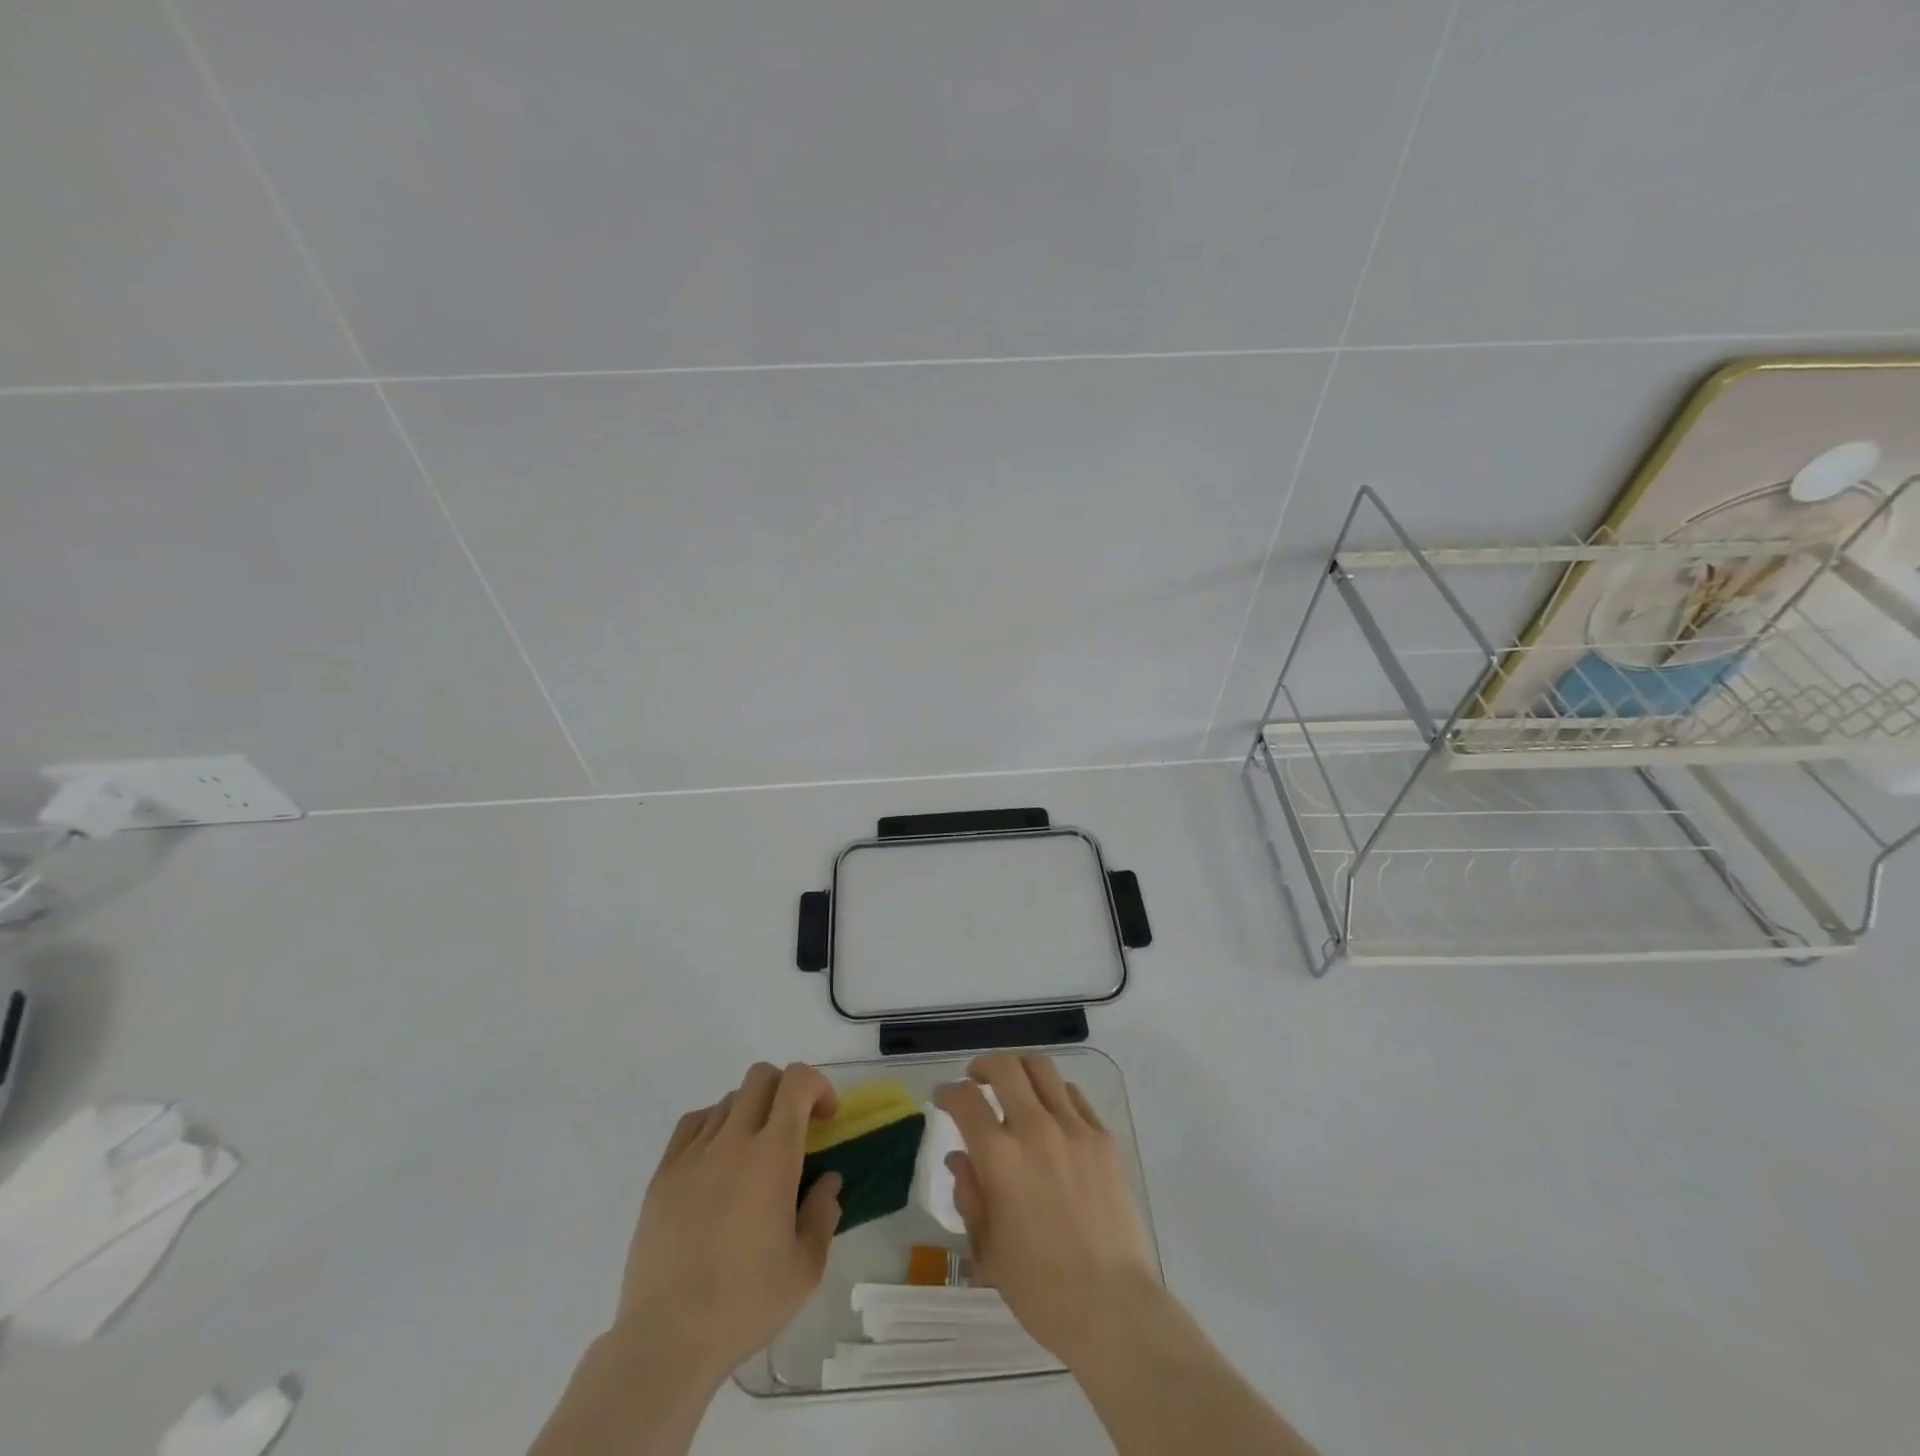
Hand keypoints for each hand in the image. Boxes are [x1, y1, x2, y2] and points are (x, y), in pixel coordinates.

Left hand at [615, 1062, 842, 1379]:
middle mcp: (732, 1140)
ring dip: (752, 1112)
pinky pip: (693, 1124)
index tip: (826, 1119)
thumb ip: (823, 1213)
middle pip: (761, 1077)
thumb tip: (827, 1181)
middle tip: (795, 1130)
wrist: (666, 1340)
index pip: (796, 1081)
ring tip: (755, 1155)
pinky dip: (714, 1127)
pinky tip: (717, 1162)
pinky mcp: (662, 1174)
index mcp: (772, 1155)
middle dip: (786, 1091)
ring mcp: (692, 1154)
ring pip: (728, 1099)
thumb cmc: (745, 1303)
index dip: (818, 1086)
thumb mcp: (806, 1267)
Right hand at [934, 1054, 1160, 1364]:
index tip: (942, 1098)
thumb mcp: (988, 1249)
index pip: (965, 1100)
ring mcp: (1074, 1129)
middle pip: (1005, 1068)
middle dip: (983, 1067)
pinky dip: (1055, 1095)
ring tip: (1015, 1088)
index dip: (947, 1092)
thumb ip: (970, 1195)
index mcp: (1000, 1157)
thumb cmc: (1041, 1289)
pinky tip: (1052, 1115)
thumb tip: (959, 1158)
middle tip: (976, 1080)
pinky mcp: (1104, 1138)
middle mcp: (1036, 1129)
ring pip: (1042, 1069)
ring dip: (1020, 1071)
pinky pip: (1074, 1096)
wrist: (1113, 1306)